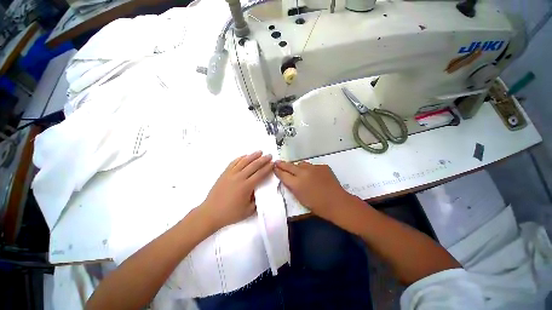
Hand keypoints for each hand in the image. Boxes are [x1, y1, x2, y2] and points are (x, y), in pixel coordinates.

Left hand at [200, 151, 273, 230]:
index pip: (260, 174)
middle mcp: (239, 177)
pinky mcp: (224, 173)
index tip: (273, 163)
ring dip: (253, 155)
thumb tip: (260, 191)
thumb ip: (257, 200)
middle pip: (254, 165)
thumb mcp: (248, 211)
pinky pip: (234, 162)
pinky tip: (245, 156)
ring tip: (260, 152)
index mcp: (246, 186)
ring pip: (244, 161)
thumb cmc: (230, 214)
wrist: (210, 213)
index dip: (268, 168)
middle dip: (263, 159)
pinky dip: (240, 158)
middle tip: (269, 155)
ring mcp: (231, 174)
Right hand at [273, 161, 352, 220]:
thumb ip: (292, 187)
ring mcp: (313, 168)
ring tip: (296, 169)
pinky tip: (313, 175)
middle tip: (277, 162)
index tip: (274, 167)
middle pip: (289, 166)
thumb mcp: (300, 198)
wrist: (337, 202)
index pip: (283, 174)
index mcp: (296, 183)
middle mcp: (303, 173)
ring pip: (301, 163)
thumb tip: (288, 179)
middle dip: (282, 164)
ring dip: (297, 166)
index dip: (277, 171)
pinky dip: (309, 169)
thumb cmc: (317, 205)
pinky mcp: (322, 166)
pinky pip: (312, 166)